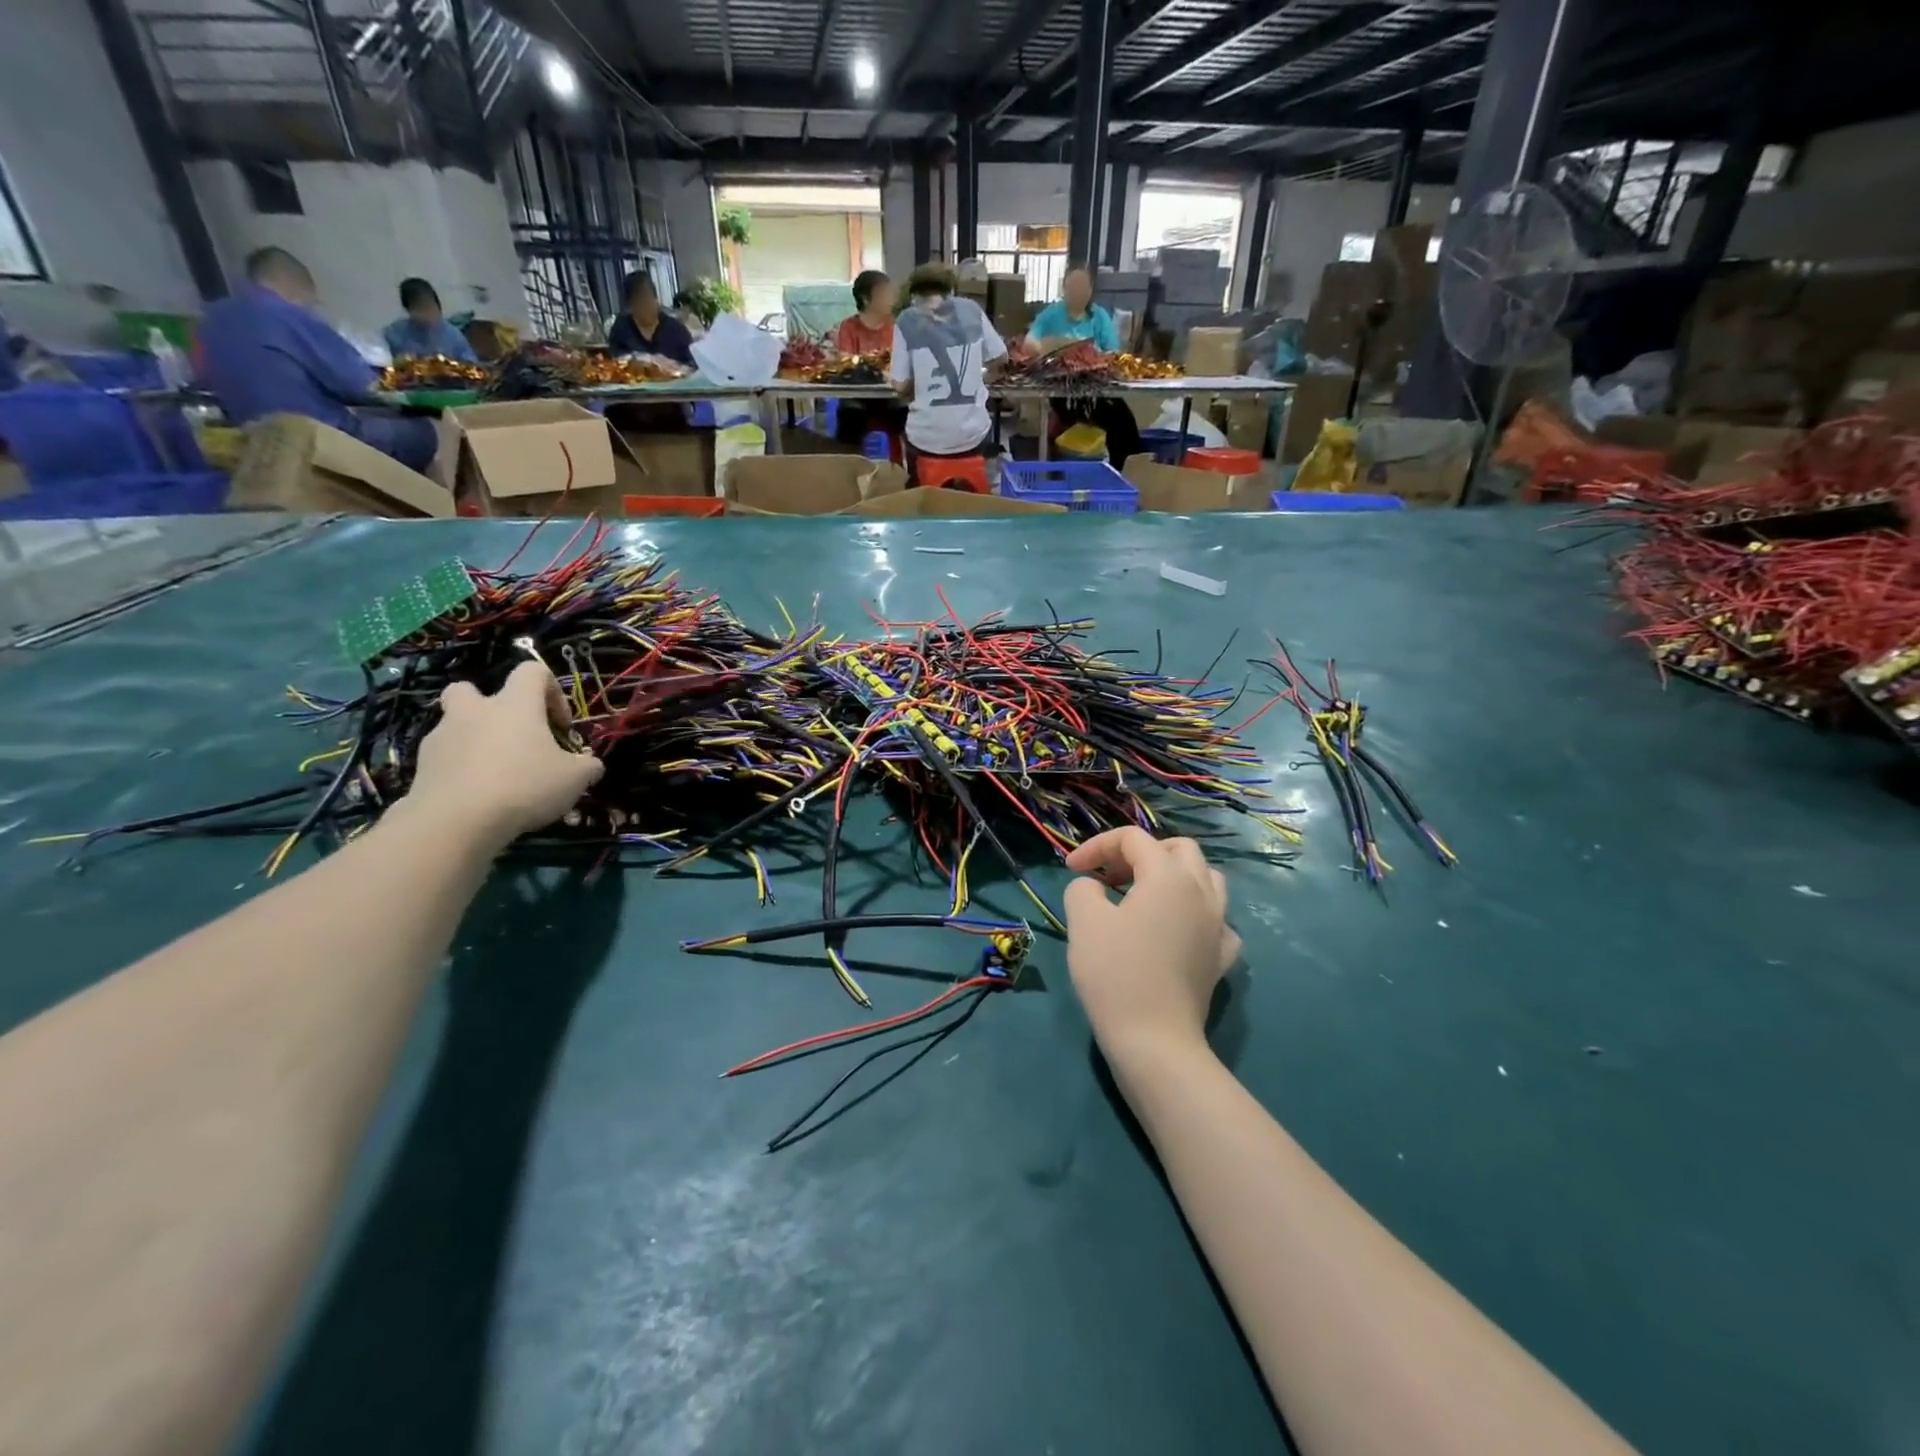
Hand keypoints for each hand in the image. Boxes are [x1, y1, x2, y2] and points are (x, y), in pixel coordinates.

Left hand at [402, 661, 602, 848]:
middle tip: (510, 735)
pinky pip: (444, 757)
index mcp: (514, 705)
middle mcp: (475, 711)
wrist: (456, 821)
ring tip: (496, 773)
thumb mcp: (575, 779)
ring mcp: (442, 736)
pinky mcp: (422, 765)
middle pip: (470, 689)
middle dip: (489, 706)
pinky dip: (460, 768)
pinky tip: (477, 795)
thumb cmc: (524, 786)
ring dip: (474, 740)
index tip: (560, 726)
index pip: (532, 671)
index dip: (552, 691)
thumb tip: (591, 764)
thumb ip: (587, 766)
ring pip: (455, 724)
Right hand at [1063, 828, 1240, 1057]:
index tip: (1071, 869)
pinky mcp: (1221, 957)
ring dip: (1173, 876)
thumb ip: (1084, 888)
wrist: (1154, 1040)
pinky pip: (1215, 919)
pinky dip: (1194, 913)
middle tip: (1110, 876)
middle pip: (1178, 848)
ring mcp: (1218, 925)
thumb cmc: (1116, 973)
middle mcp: (1201, 891)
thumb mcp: (1084, 920)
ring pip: (1206, 878)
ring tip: (1143, 895)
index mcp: (1168, 876)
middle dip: (1140, 853)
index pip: (1133, 839)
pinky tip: (1176, 930)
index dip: (1096, 846)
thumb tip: (1095, 888)